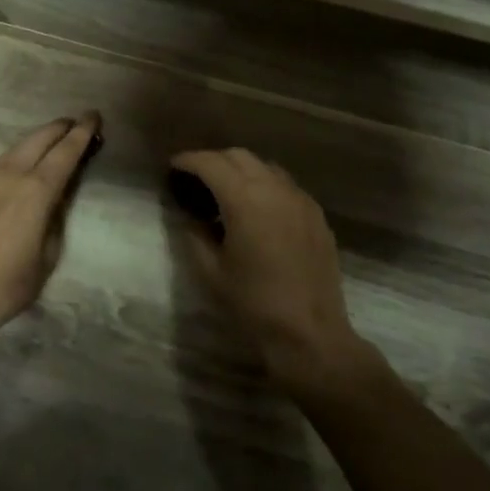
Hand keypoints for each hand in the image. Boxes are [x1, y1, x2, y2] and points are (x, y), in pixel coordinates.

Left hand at [0, 113, 101, 341]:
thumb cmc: (4, 286)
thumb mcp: (46, 258)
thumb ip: (55, 220)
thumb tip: (56, 199)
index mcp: (36, 191)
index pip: (65, 151)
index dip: (82, 132)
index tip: (94, 117)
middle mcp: (10, 175)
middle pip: (39, 138)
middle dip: (61, 128)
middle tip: (77, 124)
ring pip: (17, 148)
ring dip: (38, 140)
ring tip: (53, 141)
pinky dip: (18, 156)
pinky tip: (21, 166)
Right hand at [170, 148, 373, 389]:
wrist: (310, 333)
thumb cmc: (253, 304)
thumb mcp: (211, 272)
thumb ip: (195, 235)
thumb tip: (190, 216)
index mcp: (245, 200)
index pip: (211, 163)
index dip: (188, 161)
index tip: (173, 167)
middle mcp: (275, 189)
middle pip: (239, 156)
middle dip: (214, 161)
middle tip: (195, 180)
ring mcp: (300, 200)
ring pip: (265, 167)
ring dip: (241, 170)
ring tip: (225, 192)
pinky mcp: (316, 215)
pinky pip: (285, 185)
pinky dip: (265, 185)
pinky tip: (256, 210)